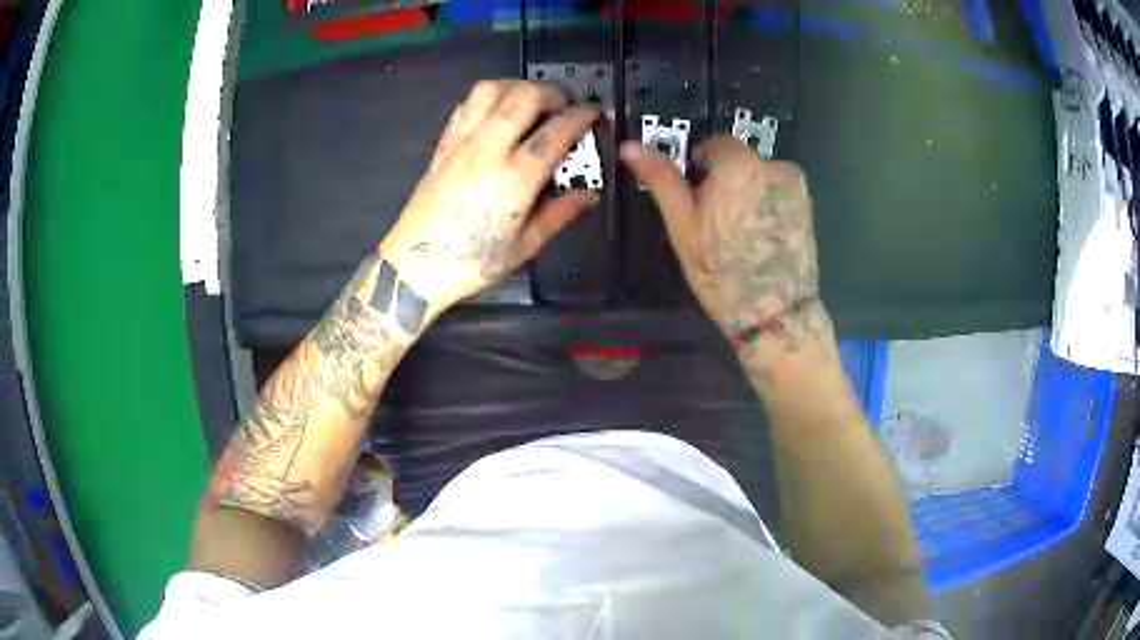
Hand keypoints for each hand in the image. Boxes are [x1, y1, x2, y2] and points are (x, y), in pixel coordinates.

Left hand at [379, 80, 600, 312]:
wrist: (412, 267)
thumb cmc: (470, 263)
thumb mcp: (524, 247)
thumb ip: (560, 214)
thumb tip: (589, 194)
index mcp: (514, 179)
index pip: (556, 131)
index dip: (581, 116)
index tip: (593, 113)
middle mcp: (488, 150)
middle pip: (524, 96)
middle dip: (552, 92)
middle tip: (564, 106)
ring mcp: (461, 142)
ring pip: (492, 89)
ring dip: (518, 86)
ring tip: (532, 102)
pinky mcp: (444, 143)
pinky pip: (468, 104)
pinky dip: (490, 97)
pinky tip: (499, 112)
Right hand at [621, 136, 832, 358]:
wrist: (775, 313)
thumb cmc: (722, 272)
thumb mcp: (684, 227)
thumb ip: (661, 179)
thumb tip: (630, 146)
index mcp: (739, 165)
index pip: (714, 145)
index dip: (700, 167)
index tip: (696, 197)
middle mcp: (773, 166)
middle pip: (740, 160)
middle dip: (726, 181)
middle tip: (717, 221)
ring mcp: (796, 187)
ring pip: (760, 176)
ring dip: (748, 191)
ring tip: (742, 232)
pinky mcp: (808, 207)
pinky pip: (779, 192)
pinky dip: (767, 204)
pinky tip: (762, 235)